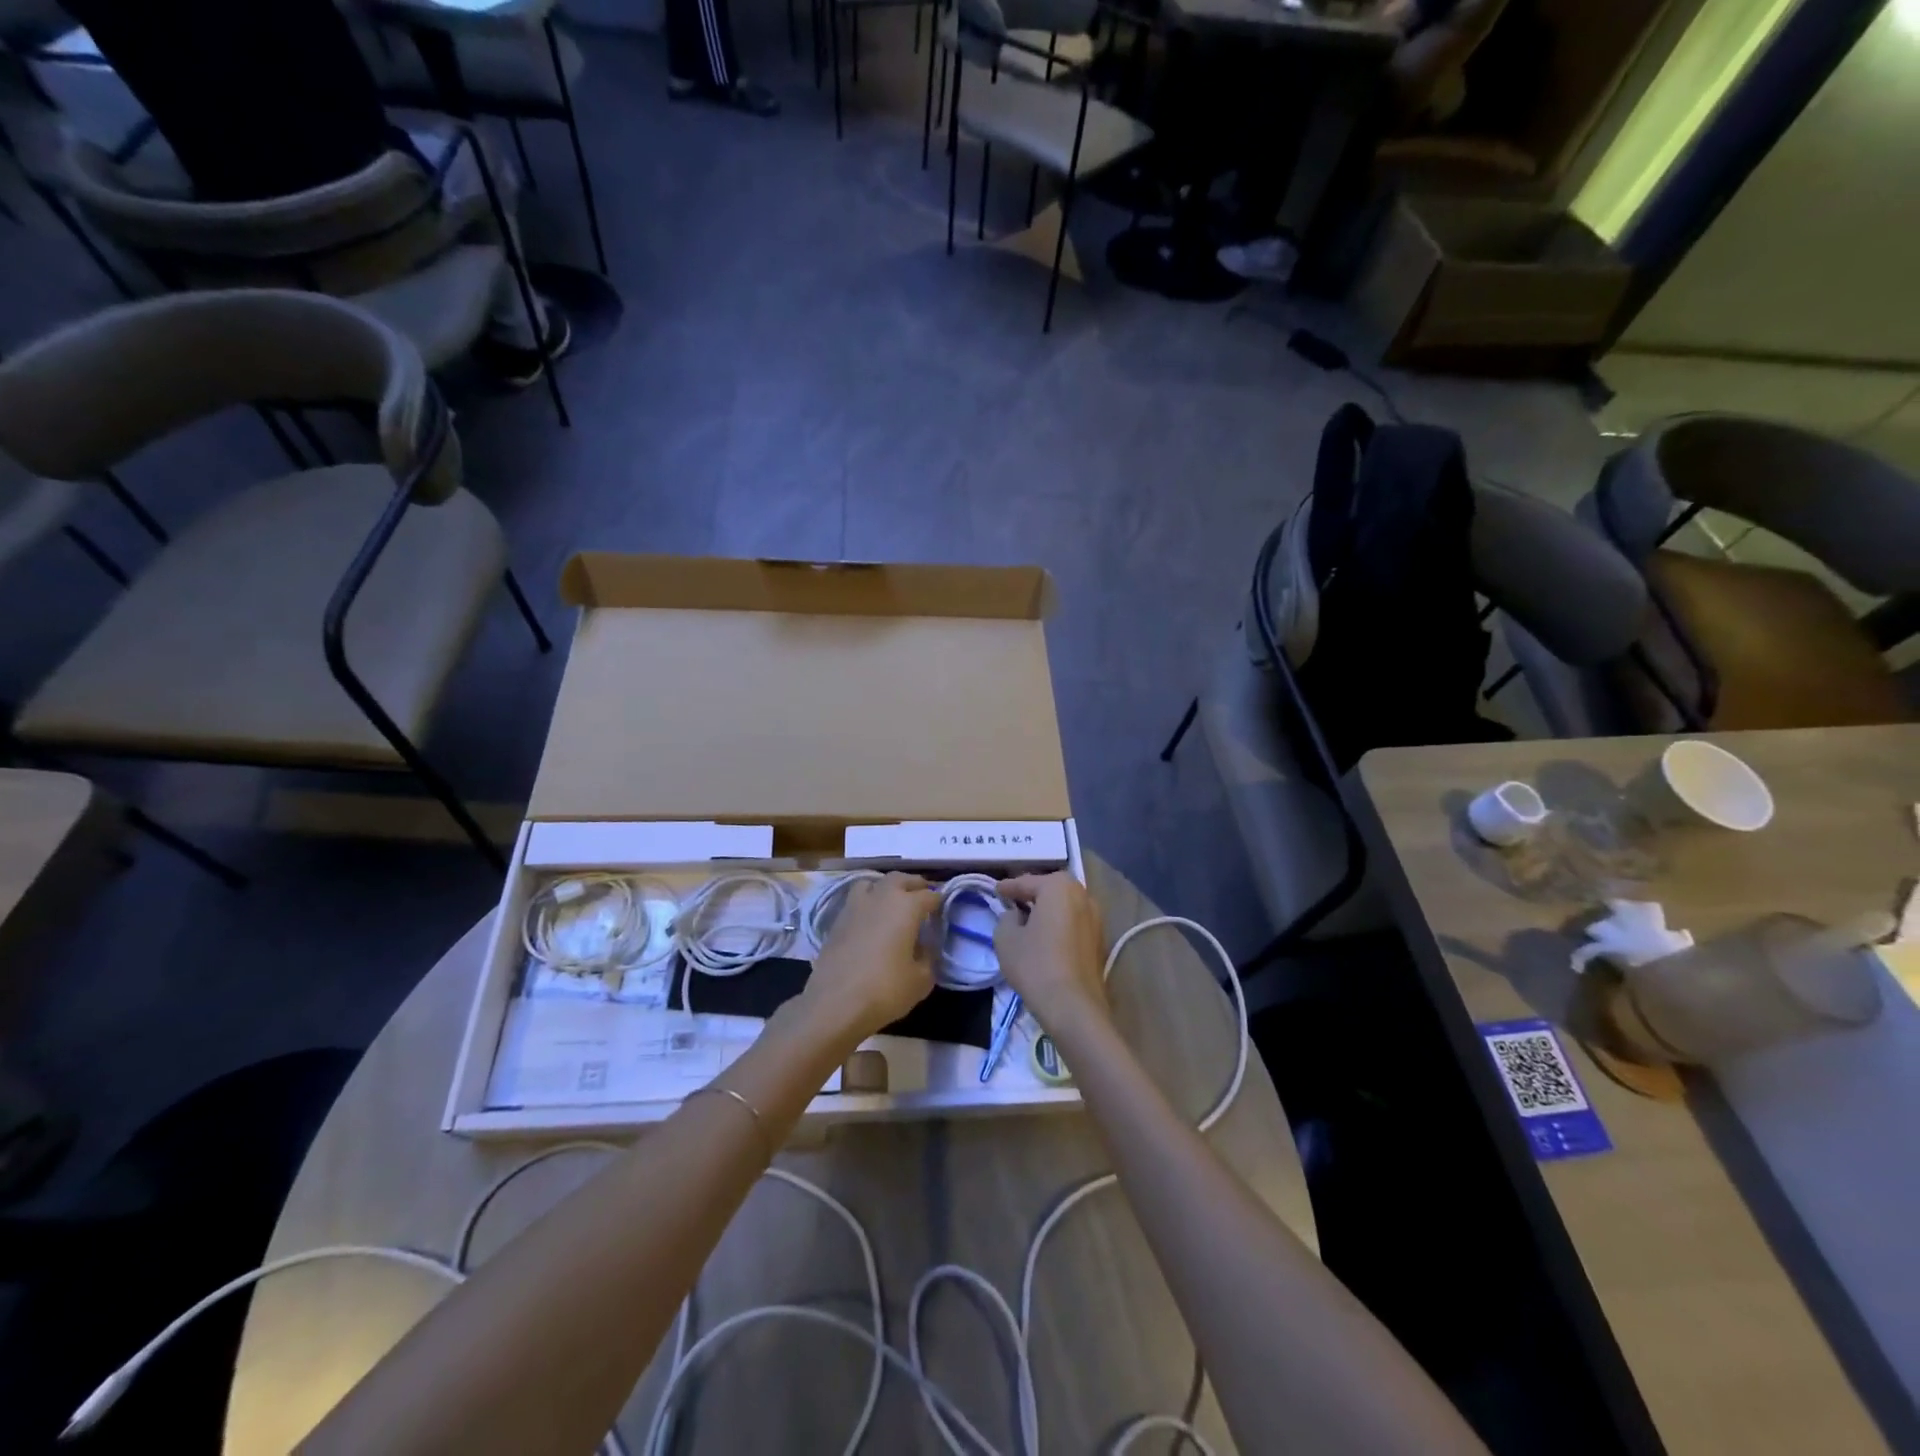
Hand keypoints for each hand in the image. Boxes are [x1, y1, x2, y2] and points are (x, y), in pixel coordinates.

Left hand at [805, 873, 938, 1042]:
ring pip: (873, 882)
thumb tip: (925, 945)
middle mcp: (881, 897)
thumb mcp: (921, 980)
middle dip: (914, 885)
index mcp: (907, 906)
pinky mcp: (837, 919)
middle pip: (901, 878)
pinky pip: (856, 900)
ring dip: (886, 887)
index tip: (943, 912)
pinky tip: (870, 920)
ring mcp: (856, 906)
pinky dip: (867, 902)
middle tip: (922, 897)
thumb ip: (928, 957)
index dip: (939, 902)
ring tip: (892, 902)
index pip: (930, 896)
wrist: (835, 1003)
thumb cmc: (885, 990)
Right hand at [994, 873, 1107, 1035]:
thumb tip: (1016, 916)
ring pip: (1065, 907)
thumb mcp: (1005, 938)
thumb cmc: (1035, 964)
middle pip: (1051, 890)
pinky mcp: (1101, 940)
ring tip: (1029, 921)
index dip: (1008, 887)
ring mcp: (1097, 918)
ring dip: (1048, 910)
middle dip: (1032, 894)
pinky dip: (1060, 925)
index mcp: (1059, 887)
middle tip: (1013, 902)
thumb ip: (1006, 918)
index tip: (996, 891)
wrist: (1073, 1006)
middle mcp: (1083, 895)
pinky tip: (1047, 938)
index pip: (1027, 882)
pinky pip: (1074, 923)